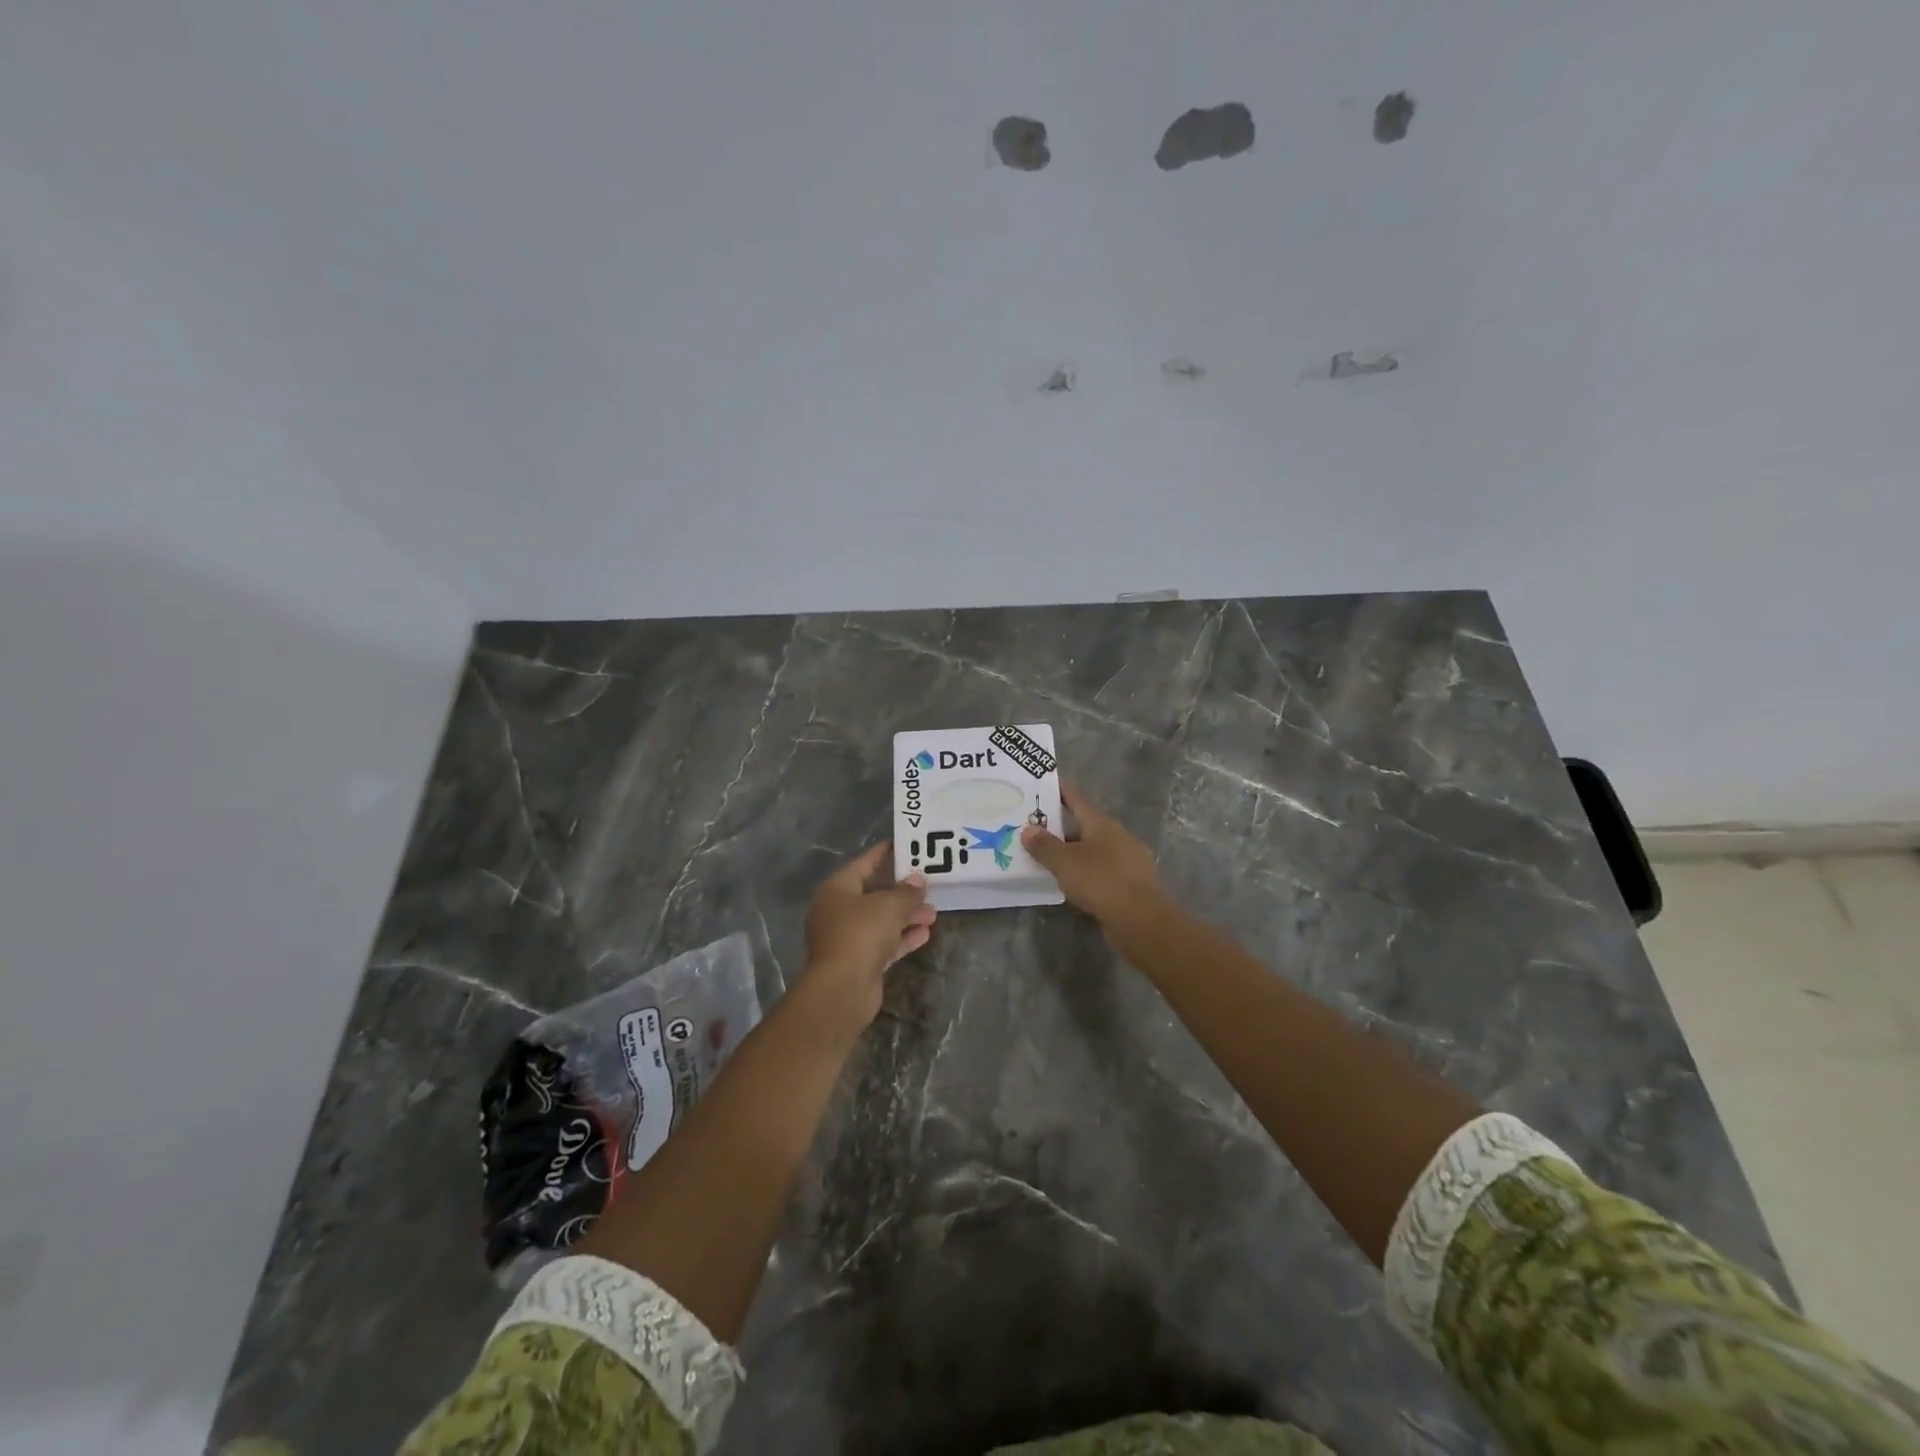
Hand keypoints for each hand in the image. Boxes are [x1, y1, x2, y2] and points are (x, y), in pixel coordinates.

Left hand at [801, 843, 935, 1025]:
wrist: (842, 989)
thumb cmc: (861, 934)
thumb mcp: (889, 906)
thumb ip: (906, 891)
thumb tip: (918, 880)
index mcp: (837, 889)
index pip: (864, 863)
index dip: (885, 853)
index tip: (906, 845)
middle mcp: (838, 910)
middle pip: (874, 893)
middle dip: (902, 891)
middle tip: (928, 885)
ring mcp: (847, 938)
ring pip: (881, 920)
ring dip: (906, 916)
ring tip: (933, 912)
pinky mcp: (858, 961)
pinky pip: (883, 943)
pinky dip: (902, 937)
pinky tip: (925, 933)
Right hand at [1022, 781, 1166, 930]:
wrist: (1141, 920)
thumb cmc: (1101, 881)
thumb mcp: (1065, 862)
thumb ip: (1044, 846)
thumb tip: (1028, 830)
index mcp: (1102, 824)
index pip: (1077, 799)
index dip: (1061, 791)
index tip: (1046, 783)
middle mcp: (1118, 837)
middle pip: (1086, 826)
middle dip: (1063, 828)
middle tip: (1037, 829)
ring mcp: (1129, 861)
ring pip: (1096, 850)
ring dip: (1075, 853)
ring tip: (1051, 859)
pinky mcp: (1132, 884)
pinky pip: (1103, 872)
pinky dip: (1088, 873)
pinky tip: (1074, 884)